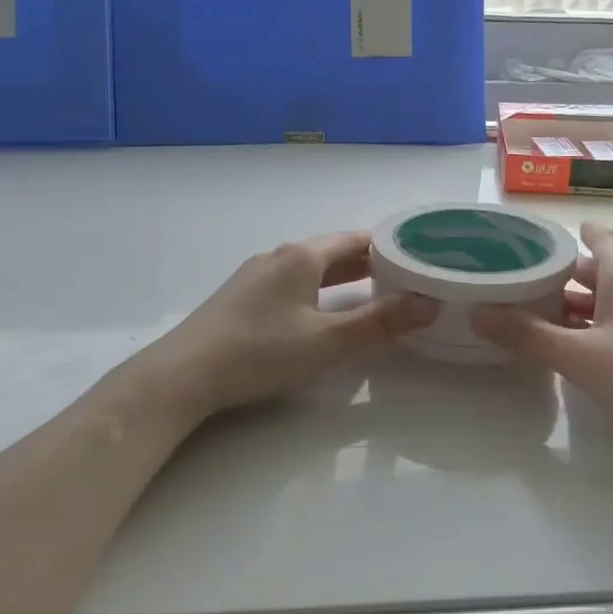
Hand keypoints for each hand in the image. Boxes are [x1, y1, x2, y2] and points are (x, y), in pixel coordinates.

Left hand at [141, 232, 435, 421]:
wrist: (184, 374)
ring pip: (309, 268)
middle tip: (403, 276)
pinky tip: (320, 310)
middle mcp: (278, 256)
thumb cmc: (261, 352)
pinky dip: (317, 288)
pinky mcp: (241, 297)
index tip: (416, 256)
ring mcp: (255, 275)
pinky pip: (290, 282)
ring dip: (341, 276)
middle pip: (332, 251)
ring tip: (370, 291)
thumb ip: (379, 323)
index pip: (354, 240)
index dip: (387, 246)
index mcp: (302, 257)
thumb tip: (428, 304)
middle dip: (367, 262)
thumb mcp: (328, 341)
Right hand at [470, 221, 612, 451]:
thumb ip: (528, 336)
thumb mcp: (580, 356)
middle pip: (596, 270)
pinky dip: (594, 327)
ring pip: (608, 299)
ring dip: (576, 305)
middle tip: (519, 282)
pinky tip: (576, 347)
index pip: (595, 237)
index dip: (565, 235)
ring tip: (536, 315)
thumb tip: (477, 312)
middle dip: (560, 275)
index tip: (531, 241)